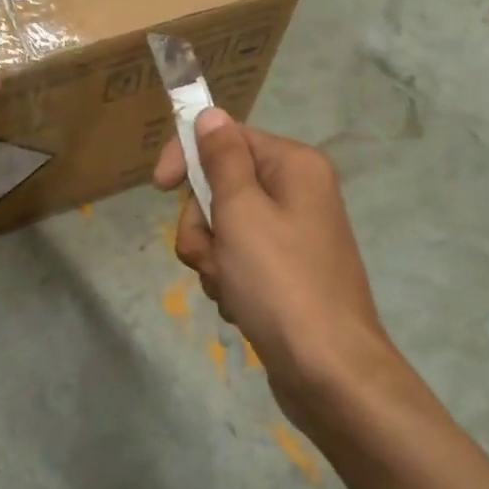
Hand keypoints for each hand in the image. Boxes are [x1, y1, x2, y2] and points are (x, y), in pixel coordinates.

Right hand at [154, 111, 396, 416]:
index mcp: (293, 166)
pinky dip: (229, 281)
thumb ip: (221, 159)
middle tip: (215, 254)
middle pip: (220, 187)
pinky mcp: (283, 273)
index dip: (188, 157)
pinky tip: (242, 307)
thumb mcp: (242, 213)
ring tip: (231, 288)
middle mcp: (296, 193)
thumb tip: (211, 114)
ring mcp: (290, 236)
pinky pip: (237, 260)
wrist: (329, 374)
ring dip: (213, 258)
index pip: (227, 138)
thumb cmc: (281, 283)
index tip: (159, 186)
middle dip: (203, 225)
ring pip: (222, 228)